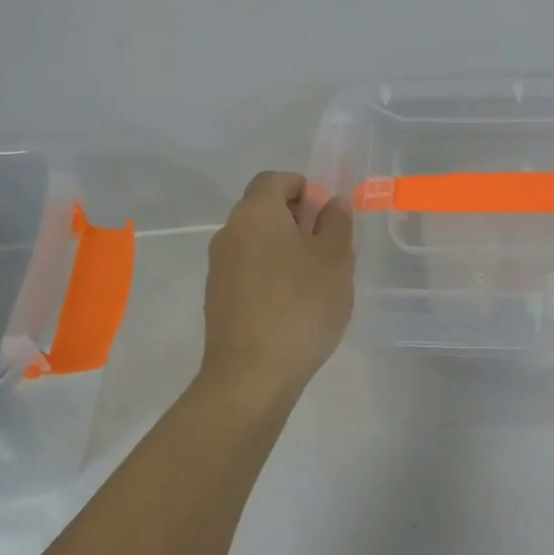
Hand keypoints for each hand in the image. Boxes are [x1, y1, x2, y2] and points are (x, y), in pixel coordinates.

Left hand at [202, 171, 354, 406]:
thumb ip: (337, 223)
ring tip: (316, 279)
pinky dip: (271, 274)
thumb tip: (331, 204)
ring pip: (256, 242)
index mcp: (255, 213)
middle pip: (263, 210)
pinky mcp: (217, 299)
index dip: (303, 187)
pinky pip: (248, 271)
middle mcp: (229, 232)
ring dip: (285, 249)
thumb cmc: (300, 305)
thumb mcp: (335, 259)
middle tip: (329, 246)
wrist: (251, 375)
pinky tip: (294, 305)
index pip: (274, 179)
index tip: (327, 213)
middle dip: (297, 219)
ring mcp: (218, 268)